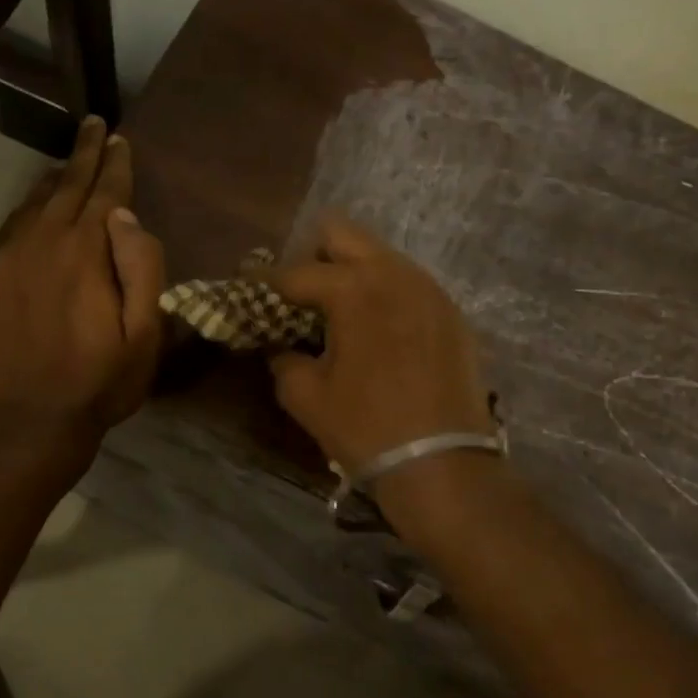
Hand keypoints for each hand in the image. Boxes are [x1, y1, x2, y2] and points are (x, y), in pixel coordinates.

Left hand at [0, 117, 164, 459]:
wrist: (28, 424)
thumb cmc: (99, 382)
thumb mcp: (145, 334)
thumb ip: (142, 267)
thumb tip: (126, 215)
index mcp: (84, 251)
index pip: (104, 191)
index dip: (114, 162)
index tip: (118, 137)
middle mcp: (39, 242)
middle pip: (64, 186)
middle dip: (83, 154)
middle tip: (93, 127)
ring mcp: (1, 260)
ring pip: (30, 205)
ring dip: (52, 183)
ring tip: (66, 167)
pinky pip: (5, 235)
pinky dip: (24, 218)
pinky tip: (32, 220)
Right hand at [263, 216, 495, 475]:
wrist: (441, 463)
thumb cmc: (364, 427)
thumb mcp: (304, 394)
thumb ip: (282, 356)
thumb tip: (279, 343)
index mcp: (353, 288)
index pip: (295, 272)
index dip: (264, 281)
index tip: (246, 286)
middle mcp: (394, 273)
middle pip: (342, 234)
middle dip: (311, 256)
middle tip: (297, 293)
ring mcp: (429, 289)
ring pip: (379, 255)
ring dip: (351, 272)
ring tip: (336, 310)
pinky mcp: (450, 312)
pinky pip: (407, 283)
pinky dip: (382, 294)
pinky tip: (375, 329)